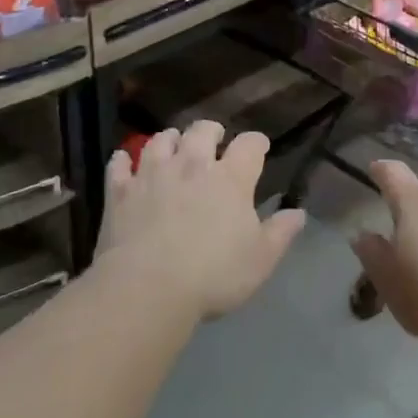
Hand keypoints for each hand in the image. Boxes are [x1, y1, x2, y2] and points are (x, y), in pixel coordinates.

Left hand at [96, 121, 305, 321]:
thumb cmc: (212, 275)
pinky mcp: (121, 191)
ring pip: (161, 140)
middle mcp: (192, 165)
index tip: (259, 147)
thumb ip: (280, 233)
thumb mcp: (260, 260)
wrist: (148, 287)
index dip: (256, 142)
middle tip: (214, 138)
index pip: (249, 145)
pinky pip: (119, 164)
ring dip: (170, 139)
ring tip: (172, 145)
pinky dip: (123, 160)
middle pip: (202, 130)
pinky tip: (124, 161)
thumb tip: (298, 213)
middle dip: (211, 131)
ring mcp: (153, 174)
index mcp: (230, 179)